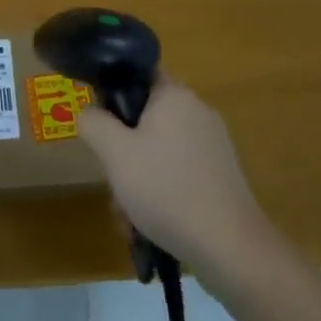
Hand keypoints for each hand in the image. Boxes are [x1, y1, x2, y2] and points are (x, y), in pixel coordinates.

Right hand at [77, 76, 276, 282]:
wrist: (230, 248)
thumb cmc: (166, 189)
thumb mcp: (114, 153)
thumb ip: (93, 122)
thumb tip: (90, 112)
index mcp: (175, 95)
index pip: (139, 73)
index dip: (114, 91)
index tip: (100, 122)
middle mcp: (197, 112)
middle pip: (146, 119)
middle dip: (123, 152)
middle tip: (112, 181)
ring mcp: (213, 145)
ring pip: (159, 151)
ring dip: (137, 179)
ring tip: (128, 217)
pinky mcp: (221, 176)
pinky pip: (179, 172)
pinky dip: (161, 192)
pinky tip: (150, 225)